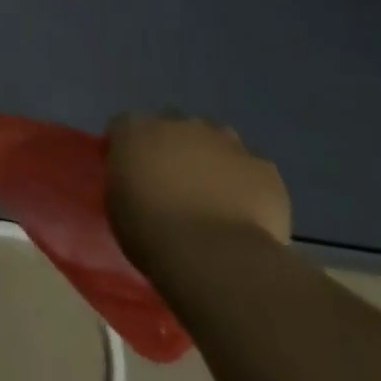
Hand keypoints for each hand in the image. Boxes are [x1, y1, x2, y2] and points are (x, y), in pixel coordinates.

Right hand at [106, 114, 290, 268]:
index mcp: (136, 130)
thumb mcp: (118, 205)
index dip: (128, 148)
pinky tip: (244, 213)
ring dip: (212, 159)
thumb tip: (138, 180)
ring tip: (213, 198)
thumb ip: (126, 180)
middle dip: (173, 148)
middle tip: (174, 185)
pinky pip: (250, 169)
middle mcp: (179, 123)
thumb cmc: (152, 233)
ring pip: (216, 140)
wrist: (216, 257)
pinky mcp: (262, 166)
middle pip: (173, 126)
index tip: (130, 174)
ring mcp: (225, 141)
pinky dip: (246, 184)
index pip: (123, 126)